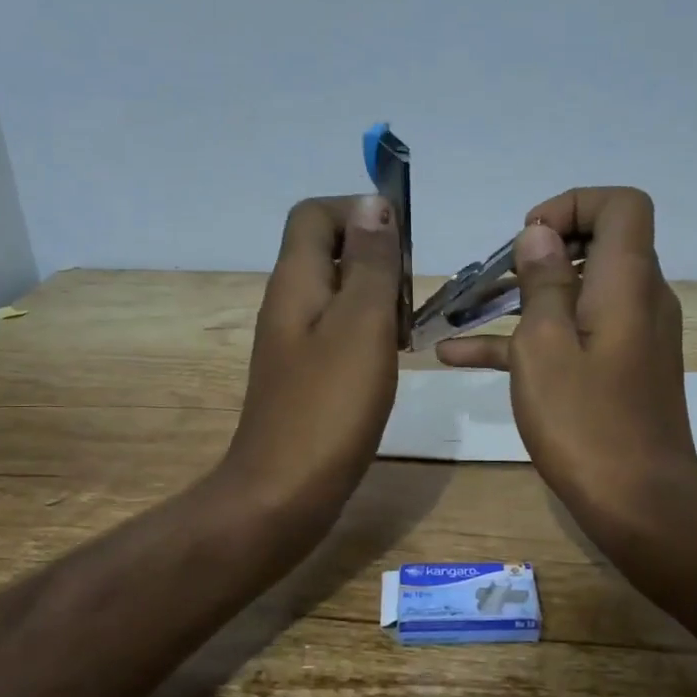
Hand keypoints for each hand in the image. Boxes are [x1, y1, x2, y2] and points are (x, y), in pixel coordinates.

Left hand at [216, 194, 401, 536]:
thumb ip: (369, 263)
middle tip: (412, 290)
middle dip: (375, 254)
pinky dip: (369, 329)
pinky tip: (392, 356)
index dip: (358, 211)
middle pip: (328, 248)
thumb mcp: (361, 324)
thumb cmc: (329, 406)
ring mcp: (294, 341)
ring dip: (376, 293)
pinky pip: (339, 330)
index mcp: (296, 281)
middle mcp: (289, 302)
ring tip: (410, 323)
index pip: (314, 213)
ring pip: (337, 291)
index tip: (402, 242)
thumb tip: (373, 203)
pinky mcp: (306, 373)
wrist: (284, 492)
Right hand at [435, 187, 696, 544]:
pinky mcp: (620, 369)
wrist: (639, 506)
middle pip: (598, 244)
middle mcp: (639, 299)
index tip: (527, 239)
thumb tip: (540, 234)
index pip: (622, 205)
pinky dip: (529, 337)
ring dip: (524, 295)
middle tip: (495, 275)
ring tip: (463, 308)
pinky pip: (574, 335)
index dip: (572, 205)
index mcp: (627, 282)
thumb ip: (543, 283)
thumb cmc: (586, 424)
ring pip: (578, 292)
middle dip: (540, 249)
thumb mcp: (545, 347)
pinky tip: (461, 356)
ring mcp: (631, 336)